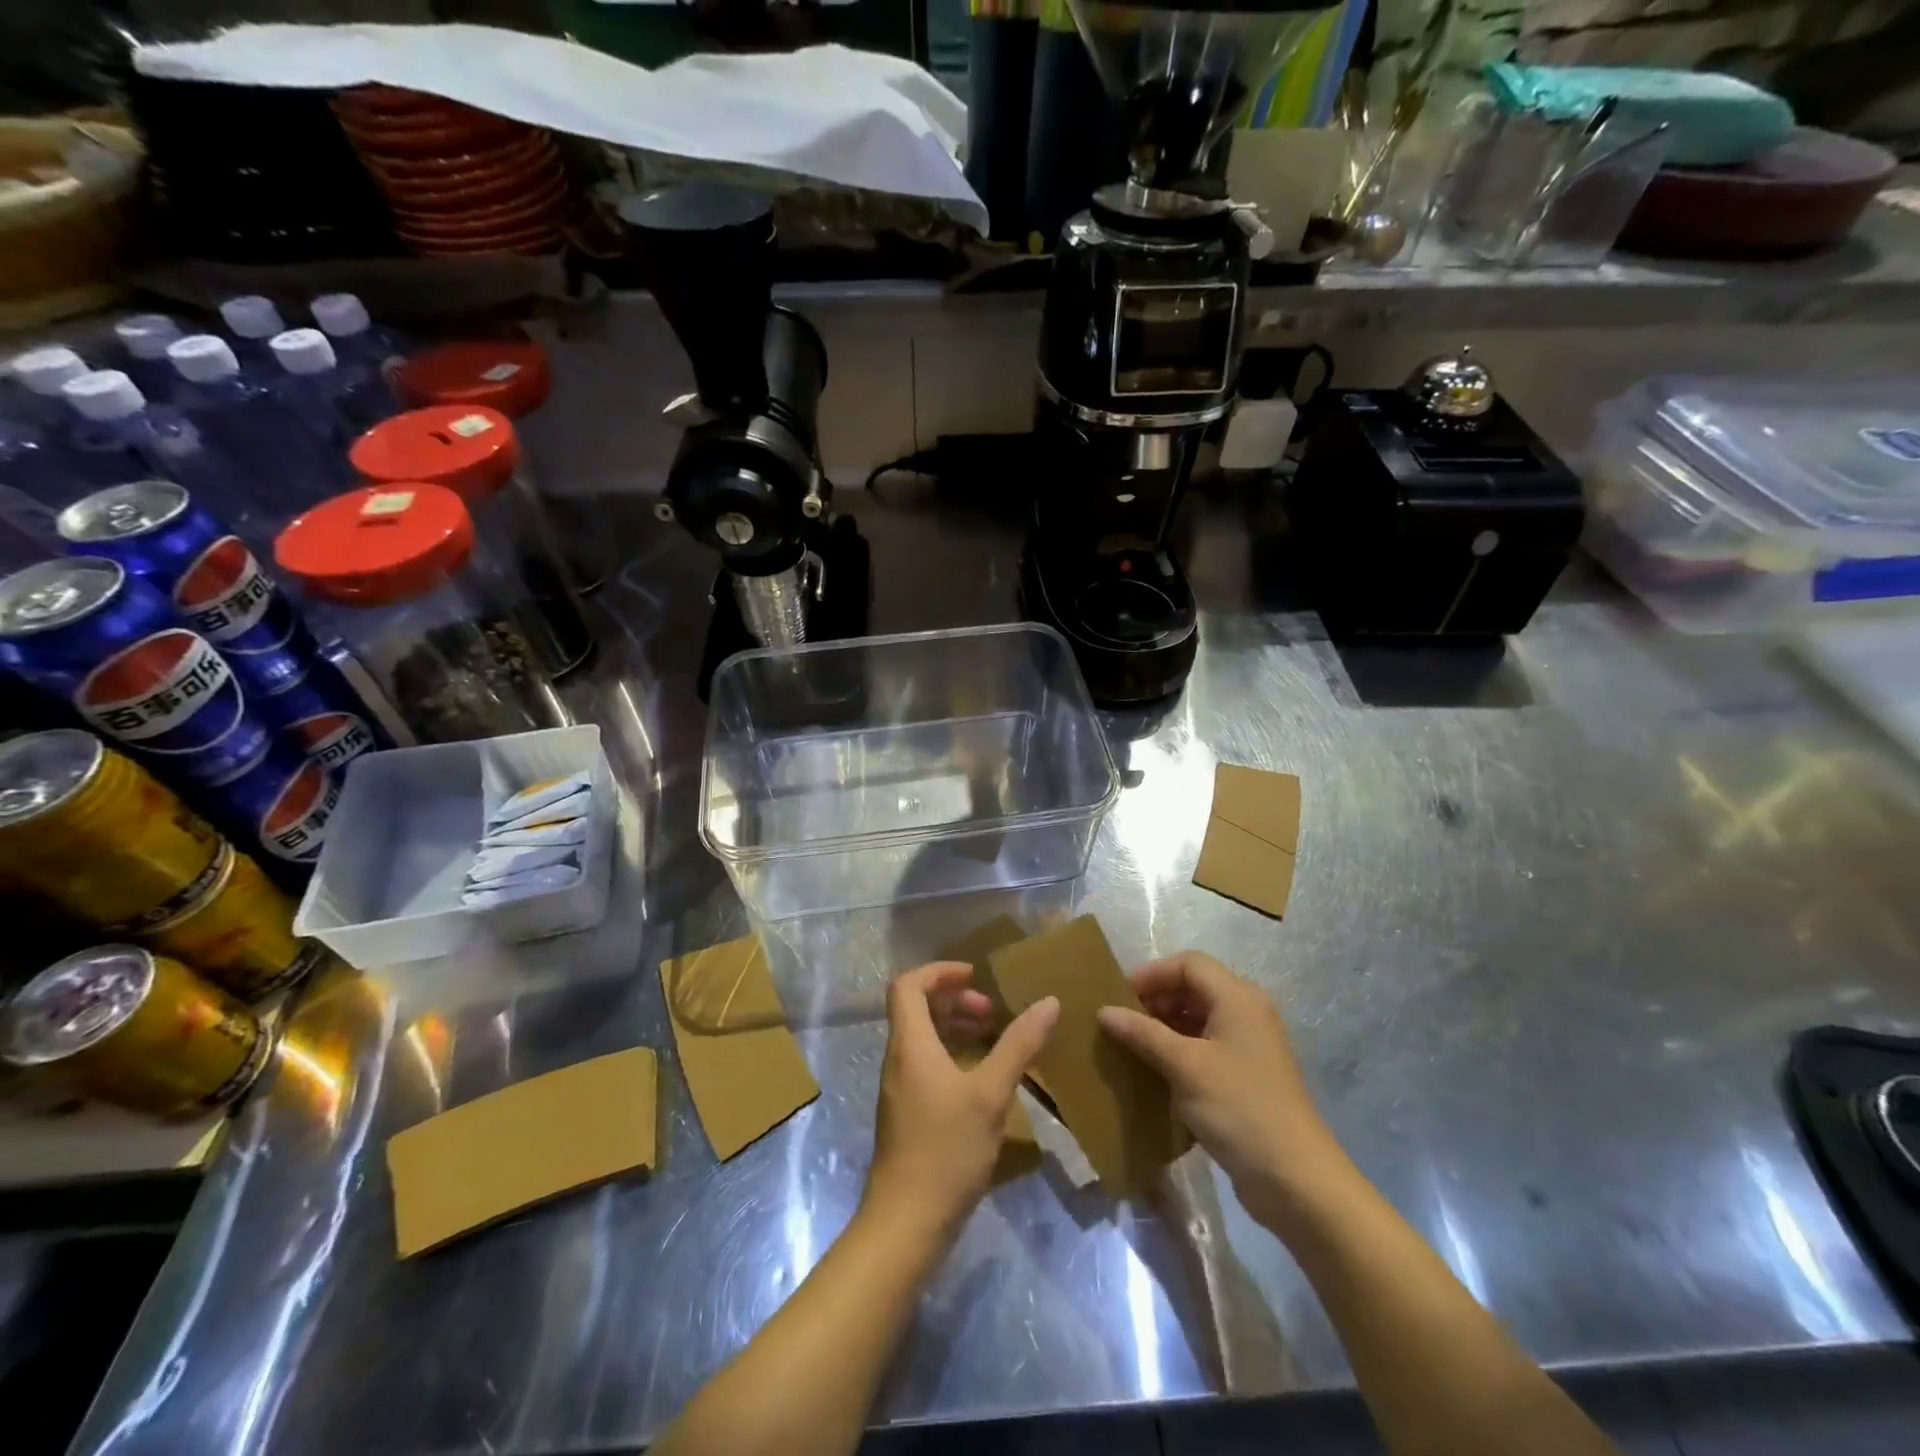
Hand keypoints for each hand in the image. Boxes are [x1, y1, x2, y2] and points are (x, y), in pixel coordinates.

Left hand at [864, 962, 1057, 1240]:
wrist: (906, 1222)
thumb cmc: (946, 1149)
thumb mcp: (990, 1094)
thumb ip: (1018, 1045)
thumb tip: (1048, 1002)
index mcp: (910, 1043)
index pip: (908, 985)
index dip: (940, 972)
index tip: (976, 976)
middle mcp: (898, 1058)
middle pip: (916, 1008)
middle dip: (954, 999)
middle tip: (992, 1012)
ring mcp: (901, 1087)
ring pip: (923, 1037)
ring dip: (955, 1027)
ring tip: (993, 1038)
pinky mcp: (908, 1112)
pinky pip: (927, 1063)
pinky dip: (953, 1055)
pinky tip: (984, 1078)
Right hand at [1097, 952, 1353, 1230]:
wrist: (1296, 1181)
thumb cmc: (1239, 1108)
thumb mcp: (1185, 1066)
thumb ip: (1143, 1034)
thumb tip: (1104, 1011)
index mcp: (1238, 998)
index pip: (1188, 964)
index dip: (1151, 974)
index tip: (1118, 998)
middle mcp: (1247, 1013)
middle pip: (1193, 988)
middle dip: (1155, 1000)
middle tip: (1121, 1023)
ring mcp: (1249, 1046)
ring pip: (1198, 1018)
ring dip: (1164, 1027)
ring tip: (1131, 1047)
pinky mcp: (1247, 1076)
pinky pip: (1205, 1047)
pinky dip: (1179, 1051)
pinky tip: (1155, 1072)